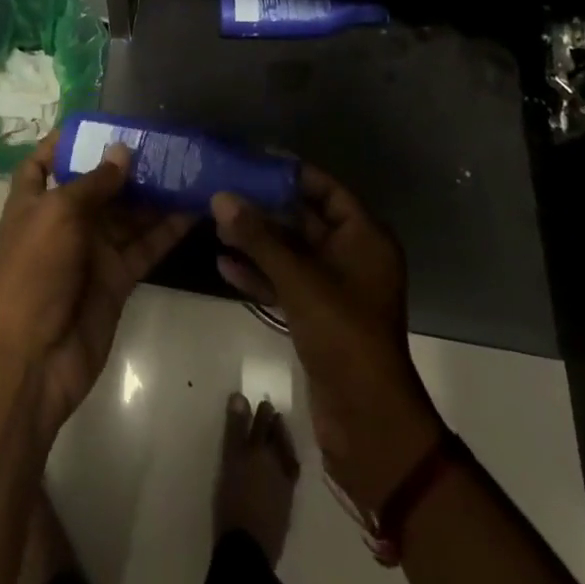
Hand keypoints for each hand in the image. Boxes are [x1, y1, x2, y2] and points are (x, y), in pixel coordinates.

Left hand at [0, 132, 194, 442]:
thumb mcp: (58, 214)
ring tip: (188, 165)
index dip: (63, 142)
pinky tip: (195, 207)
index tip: (98, 122)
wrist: (35, 359)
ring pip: (128, 212)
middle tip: (165, 140)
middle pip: (97, 184)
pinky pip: (145, 245)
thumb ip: (94, 182)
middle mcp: (63, 221)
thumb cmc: (35, 272)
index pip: (43, 162)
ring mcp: (92, 251)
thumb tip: (123, 151)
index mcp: (35, 201)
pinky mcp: (117, 278)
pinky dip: (168, 228)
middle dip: (126, 163)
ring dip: (154, 192)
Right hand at [211, 169, 443, 513]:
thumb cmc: (342, 334)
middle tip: (225, 192)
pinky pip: (286, 283)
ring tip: (216, 226)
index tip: (253, 162)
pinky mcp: (318, 316)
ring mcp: (335, 288)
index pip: (326, 189)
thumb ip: (259, 237)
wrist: (368, 421)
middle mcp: (352, 256)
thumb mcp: (299, 279)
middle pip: (304, 219)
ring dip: (257, 241)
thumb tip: (221, 197)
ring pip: (291, 253)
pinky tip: (224, 265)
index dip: (291, 174)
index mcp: (364, 237)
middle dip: (265, 209)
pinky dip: (260, 274)